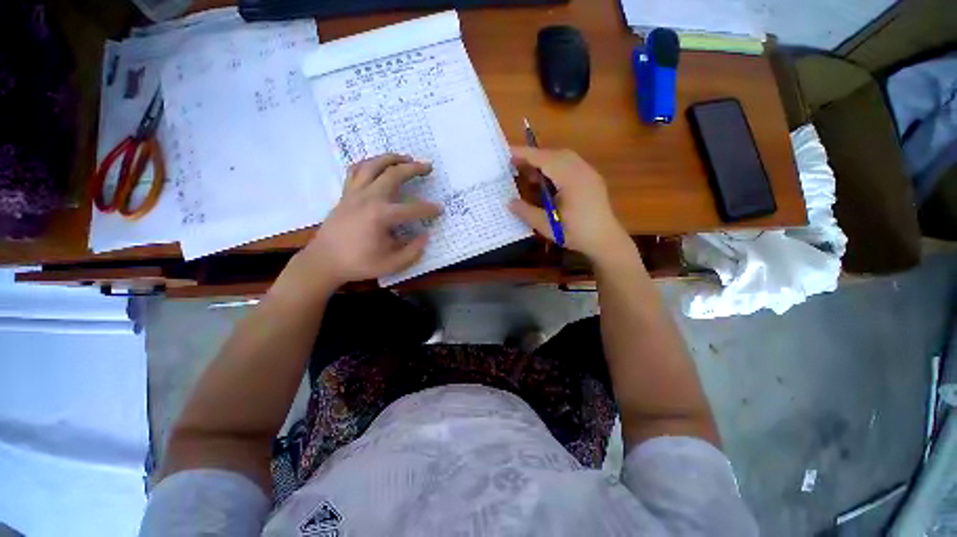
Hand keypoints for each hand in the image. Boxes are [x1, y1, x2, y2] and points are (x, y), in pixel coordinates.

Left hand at [295, 154, 440, 289]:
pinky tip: (377, 165)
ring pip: (373, 165)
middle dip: (414, 169)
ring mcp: (354, 193)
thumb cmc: (359, 263)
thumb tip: (425, 236)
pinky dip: (368, 163)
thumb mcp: (391, 264)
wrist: (324, 261)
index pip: (412, 208)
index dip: (429, 209)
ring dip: (391, 158)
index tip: (440, 210)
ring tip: (405, 157)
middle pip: (394, 174)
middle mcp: (368, 198)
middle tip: (428, 167)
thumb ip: (413, 251)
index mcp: (381, 216)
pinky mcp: (345, 194)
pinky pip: (355, 170)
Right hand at [508, 147, 631, 262]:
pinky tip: (548, 181)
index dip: (525, 154)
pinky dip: (555, 167)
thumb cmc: (576, 233)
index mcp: (571, 179)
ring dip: (545, 162)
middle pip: (554, 154)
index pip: (545, 159)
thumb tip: (509, 202)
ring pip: (563, 158)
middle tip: (515, 165)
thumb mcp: (547, 225)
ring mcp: (589, 173)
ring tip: (529, 174)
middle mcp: (582, 170)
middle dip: (534, 157)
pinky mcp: (591, 179)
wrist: (605, 240)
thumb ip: (526, 212)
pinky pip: (571, 164)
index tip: (507, 152)